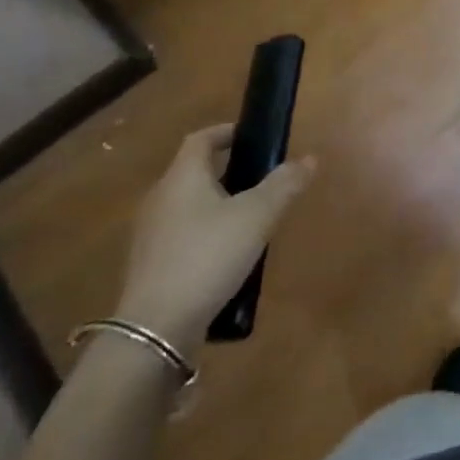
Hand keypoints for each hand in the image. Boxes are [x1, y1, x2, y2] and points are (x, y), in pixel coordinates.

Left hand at [114, 124, 316, 348]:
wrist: (156, 327)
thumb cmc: (208, 255)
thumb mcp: (257, 217)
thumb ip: (284, 185)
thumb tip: (309, 158)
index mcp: (182, 177)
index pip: (200, 139)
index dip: (225, 132)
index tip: (250, 137)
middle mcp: (160, 198)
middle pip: (193, 172)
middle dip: (226, 171)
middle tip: (260, 179)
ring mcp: (151, 234)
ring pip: (188, 205)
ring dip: (217, 204)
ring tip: (250, 219)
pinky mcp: (150, 266)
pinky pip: (182, 235)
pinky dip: (205, 234)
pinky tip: (227, 256)